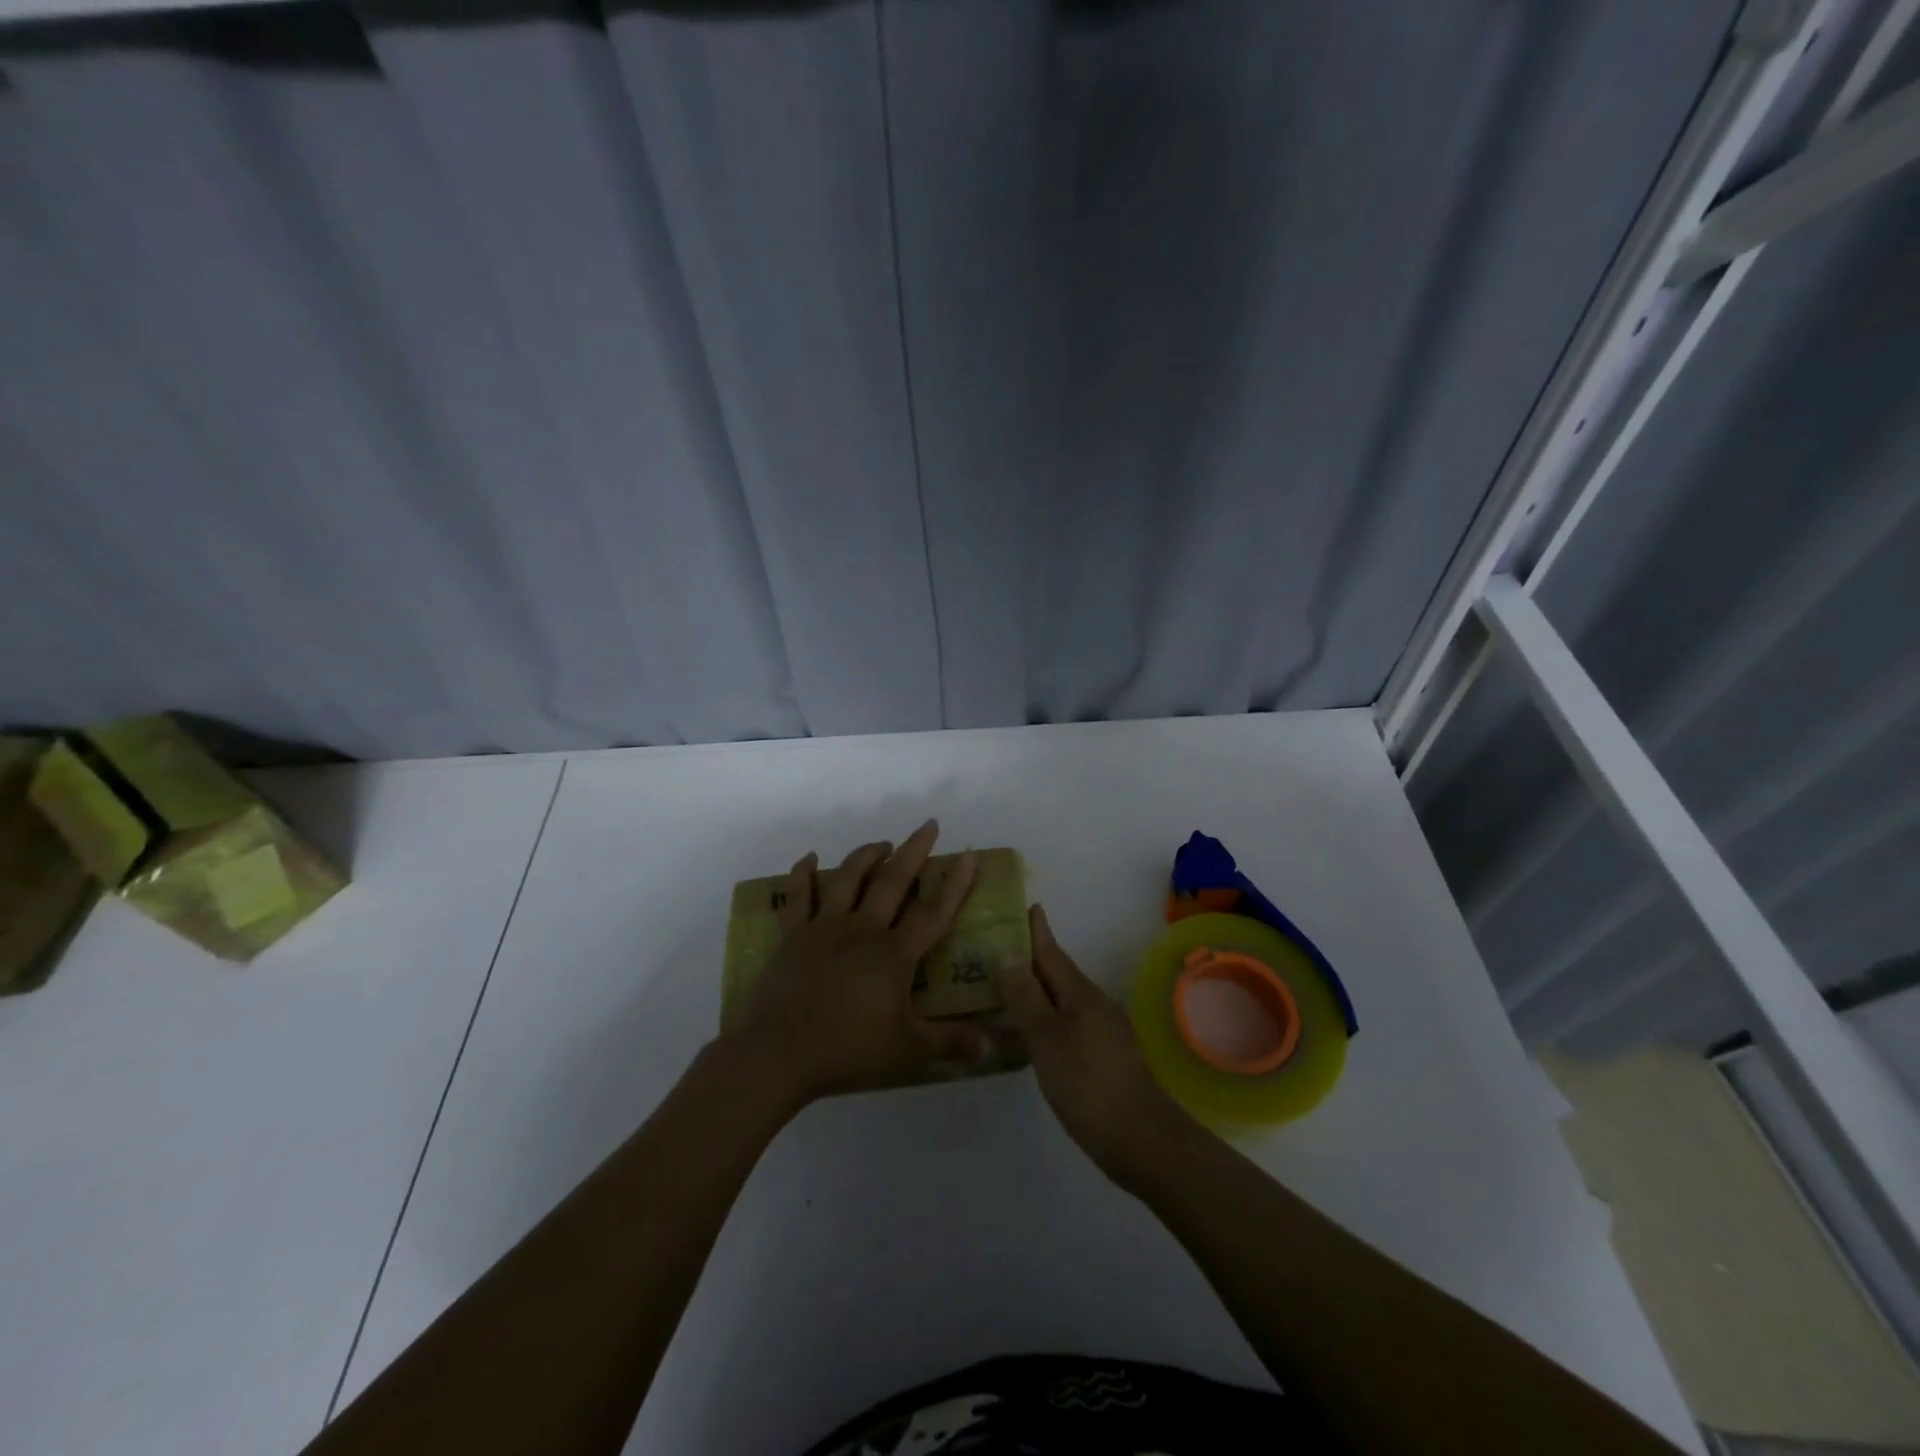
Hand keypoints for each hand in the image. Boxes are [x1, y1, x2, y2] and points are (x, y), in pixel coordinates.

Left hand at [724, 820, 990, 1106]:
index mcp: (894, 954)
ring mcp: (824, 928)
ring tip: (882, 844)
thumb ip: (950, 1043)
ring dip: (866, 856)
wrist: (778, 1052)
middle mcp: (862, 929)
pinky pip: (797, 897)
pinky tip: (808, 859)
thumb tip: (992, 1046)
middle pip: (892, 881)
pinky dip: (802, 874)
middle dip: (913, 851)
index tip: (968, 855)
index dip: (954, 884)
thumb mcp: (907, 1050)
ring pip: (848, 879)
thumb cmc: (847, 1049)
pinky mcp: (792, 936)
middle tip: (927, 826)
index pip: (933, 912)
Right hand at [995, 904, 1197, 1188]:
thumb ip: (1026, 997)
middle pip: (1056, 975)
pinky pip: (1066, 1024)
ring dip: (1035, 992)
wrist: (1141, 1139)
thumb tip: (1007, 954)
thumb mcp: (1047, 1038)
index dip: (1037, 931)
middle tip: (995, 950)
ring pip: (1061, 1001)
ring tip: (1004, 990)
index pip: (1052, 952)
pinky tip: (1029, 1034)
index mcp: (1080, 993)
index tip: (1026, 905)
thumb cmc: (1088, 1083)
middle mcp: (1093, 1004)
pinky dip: (1044, 1019)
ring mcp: (1102, 1032)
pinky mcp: (1103, 1057)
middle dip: (1030, 960)